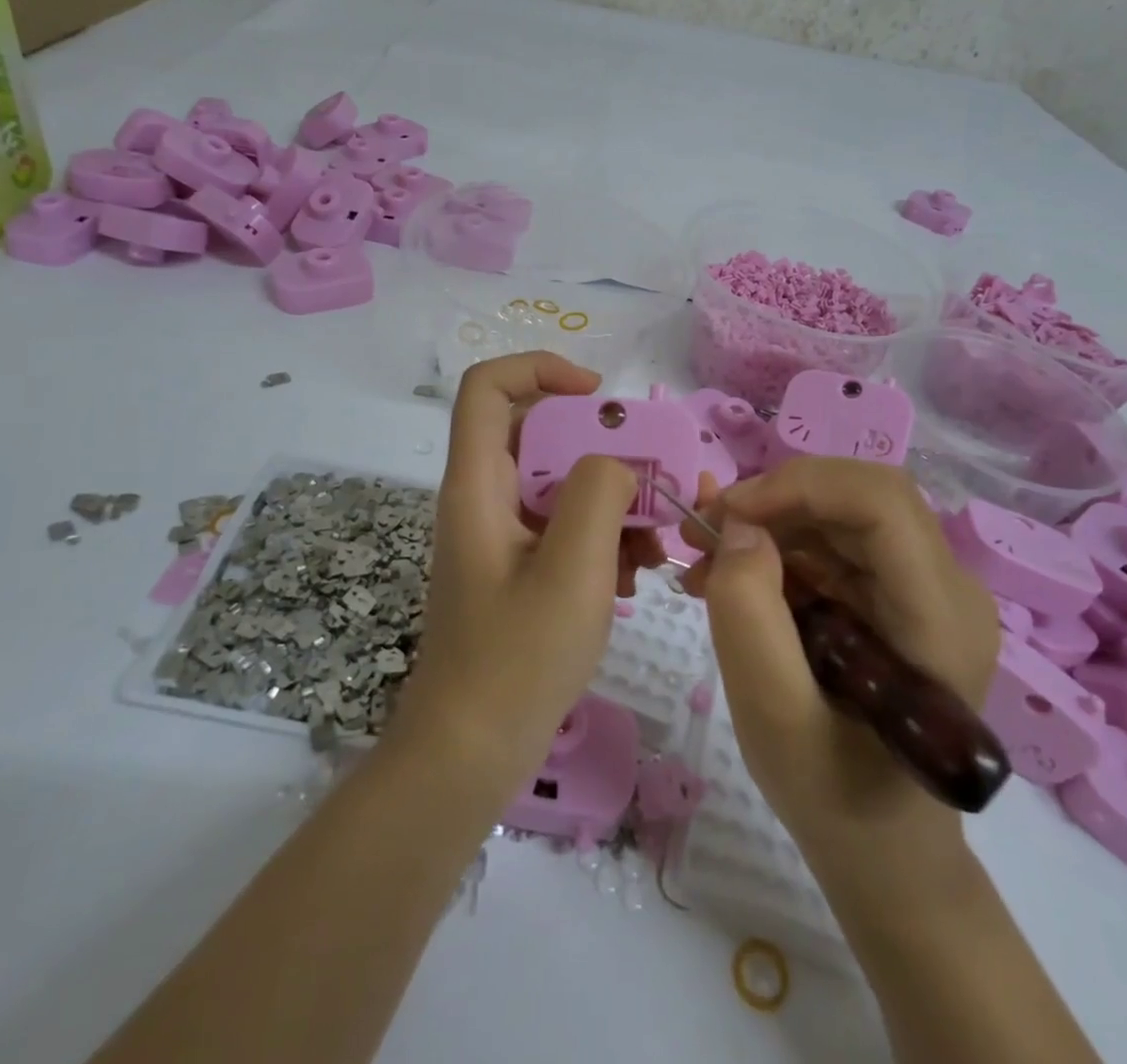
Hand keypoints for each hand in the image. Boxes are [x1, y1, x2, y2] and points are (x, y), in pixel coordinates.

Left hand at [392, 353, 664, 792]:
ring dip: (614, 502)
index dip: (542, 370)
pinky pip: (564, 528)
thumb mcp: (571, 570)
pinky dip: (604, 539)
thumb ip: (598, 494)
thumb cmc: (516, 661)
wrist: (469, 755)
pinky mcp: (519, 569)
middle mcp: (484, 498)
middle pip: (541, 434)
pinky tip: (636, 579)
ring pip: (561, 484)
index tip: (601, 398)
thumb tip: (615, 461)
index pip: (490, 386)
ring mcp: (502, 536)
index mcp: (478, 484)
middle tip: (657, 480)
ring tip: (657, 545)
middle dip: (605, 449)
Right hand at [681, 458, 999, 889]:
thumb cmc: (835, 798)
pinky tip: (733, 577)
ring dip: (769, 521)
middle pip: (859, 497)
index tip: (726, 514)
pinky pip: (835, 542)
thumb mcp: (773, 717)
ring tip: (704, 559)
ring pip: (841, 512)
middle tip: (704, 530)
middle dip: (775, 500)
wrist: (885, 852)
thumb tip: (740, 529)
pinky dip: (778, 546)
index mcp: (940, 618)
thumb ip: (748, 616)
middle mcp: (948, 586)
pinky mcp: (899, 594)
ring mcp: (926, 587)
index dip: (800, 487)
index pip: (881, 502)